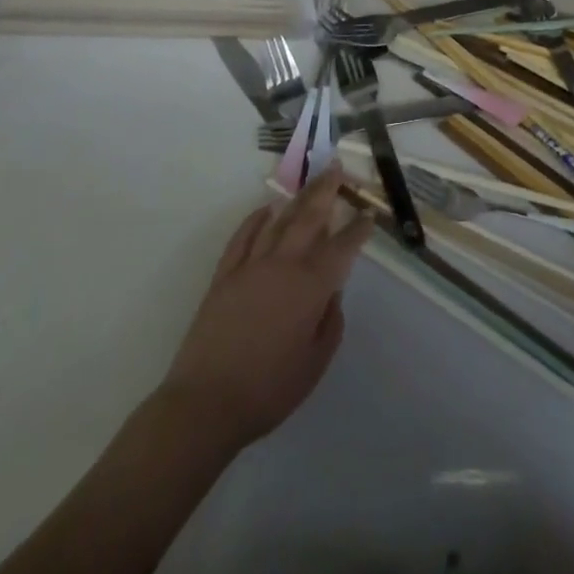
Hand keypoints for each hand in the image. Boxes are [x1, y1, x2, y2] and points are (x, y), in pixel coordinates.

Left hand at [156, 166, 373, 453]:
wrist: (205, 404)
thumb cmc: (268, 389)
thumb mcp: (316, 362)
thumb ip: (330, 321)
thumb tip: (331, 293)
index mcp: (310, 286)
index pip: (342, 247)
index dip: (358, 229)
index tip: (369, 214)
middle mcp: (283, 265)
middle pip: (309, 217)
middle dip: (326, 191)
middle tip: (337, 169)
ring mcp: (250, 266)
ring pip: (278, 221)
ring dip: (297, 198)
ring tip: (311, 182)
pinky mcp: (224, 276)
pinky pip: (243, 237)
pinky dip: (256, 219)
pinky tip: (266, 209)